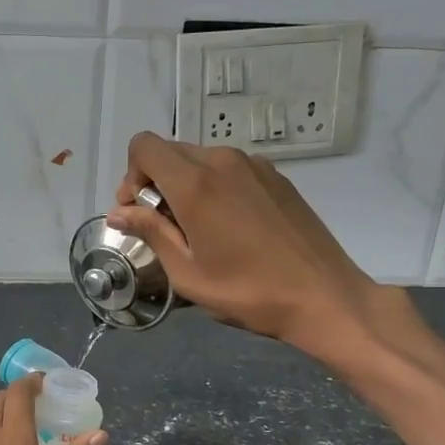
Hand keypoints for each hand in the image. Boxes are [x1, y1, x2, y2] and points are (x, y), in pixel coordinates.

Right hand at [107, 131, 407, 361]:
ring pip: (200, 159)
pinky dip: (214, 187)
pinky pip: (229, 169)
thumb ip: (151, 233)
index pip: (144, 147)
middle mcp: (223, 162)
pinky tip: (229, 227)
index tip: (139, 212)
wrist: (324, 297)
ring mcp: (254, 166)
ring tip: (198, 230)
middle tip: (163, 226)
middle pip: (171, 152)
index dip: (131, 176)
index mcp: (195, 183)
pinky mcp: (276, 177)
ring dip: (185, 185)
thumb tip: (119, 213)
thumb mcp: (188, 273)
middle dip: (155, 182)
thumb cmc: (248, 292)